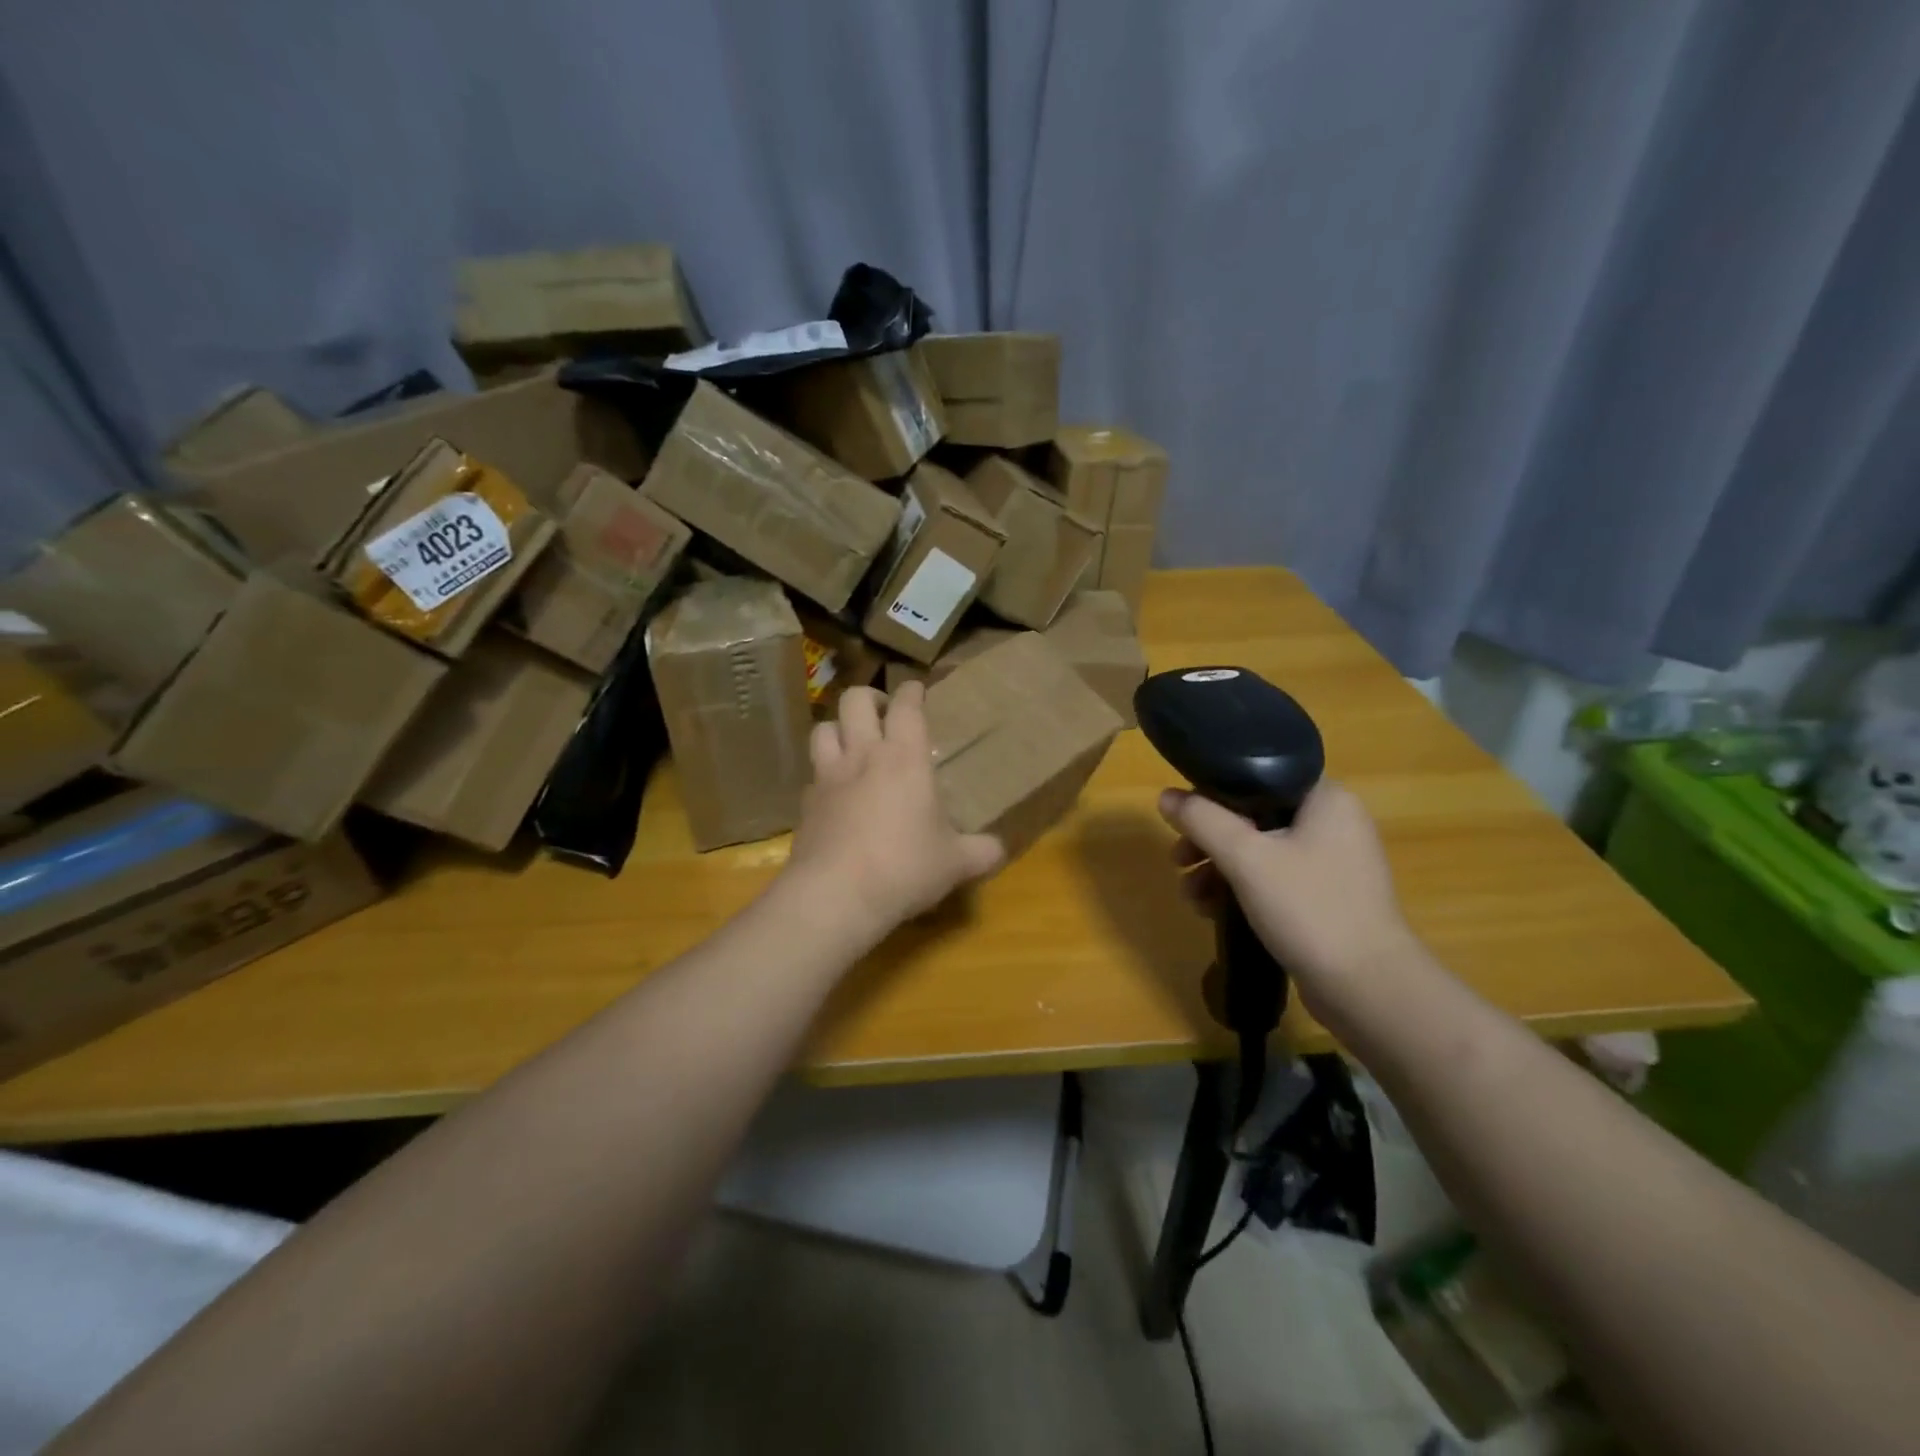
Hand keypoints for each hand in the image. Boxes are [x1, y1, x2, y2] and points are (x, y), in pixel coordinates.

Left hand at [785, 684, 1004, 936]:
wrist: (835, 895)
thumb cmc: (904, 867)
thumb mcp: (955, 863)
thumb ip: (982, 852)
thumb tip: (999, 850)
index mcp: (904, 758)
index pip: (906, 706)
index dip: (911, 692)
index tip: (916, 688)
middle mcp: (863, 756)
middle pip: (855, 700)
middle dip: (871, 697)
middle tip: (883, 713)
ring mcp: (828, 778)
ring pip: (823, 729)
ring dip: (838, 728)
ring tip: (853, 744)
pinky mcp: (805, 805)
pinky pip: (812, 775)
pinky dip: (824, 775)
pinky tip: (836, 794)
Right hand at [1159, 781, 1418, 1014]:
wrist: (1367, 988)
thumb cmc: (1308, 908)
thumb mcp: (1246, 858)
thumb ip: (1203, 821)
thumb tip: (1166, 797)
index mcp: (1326, 798)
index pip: (1260, 775)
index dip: (1214, 790)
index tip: (1184, 817)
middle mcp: (1334, 822)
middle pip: (1254, 816)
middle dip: (1209, 840)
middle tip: (1178, 860)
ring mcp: (1332, 862)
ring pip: (1260, 850)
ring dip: (1219, 869)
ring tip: (1190, 896)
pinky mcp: (1326, 897)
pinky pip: (1273, 878)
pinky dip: (1242, 889)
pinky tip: (1212, 911)